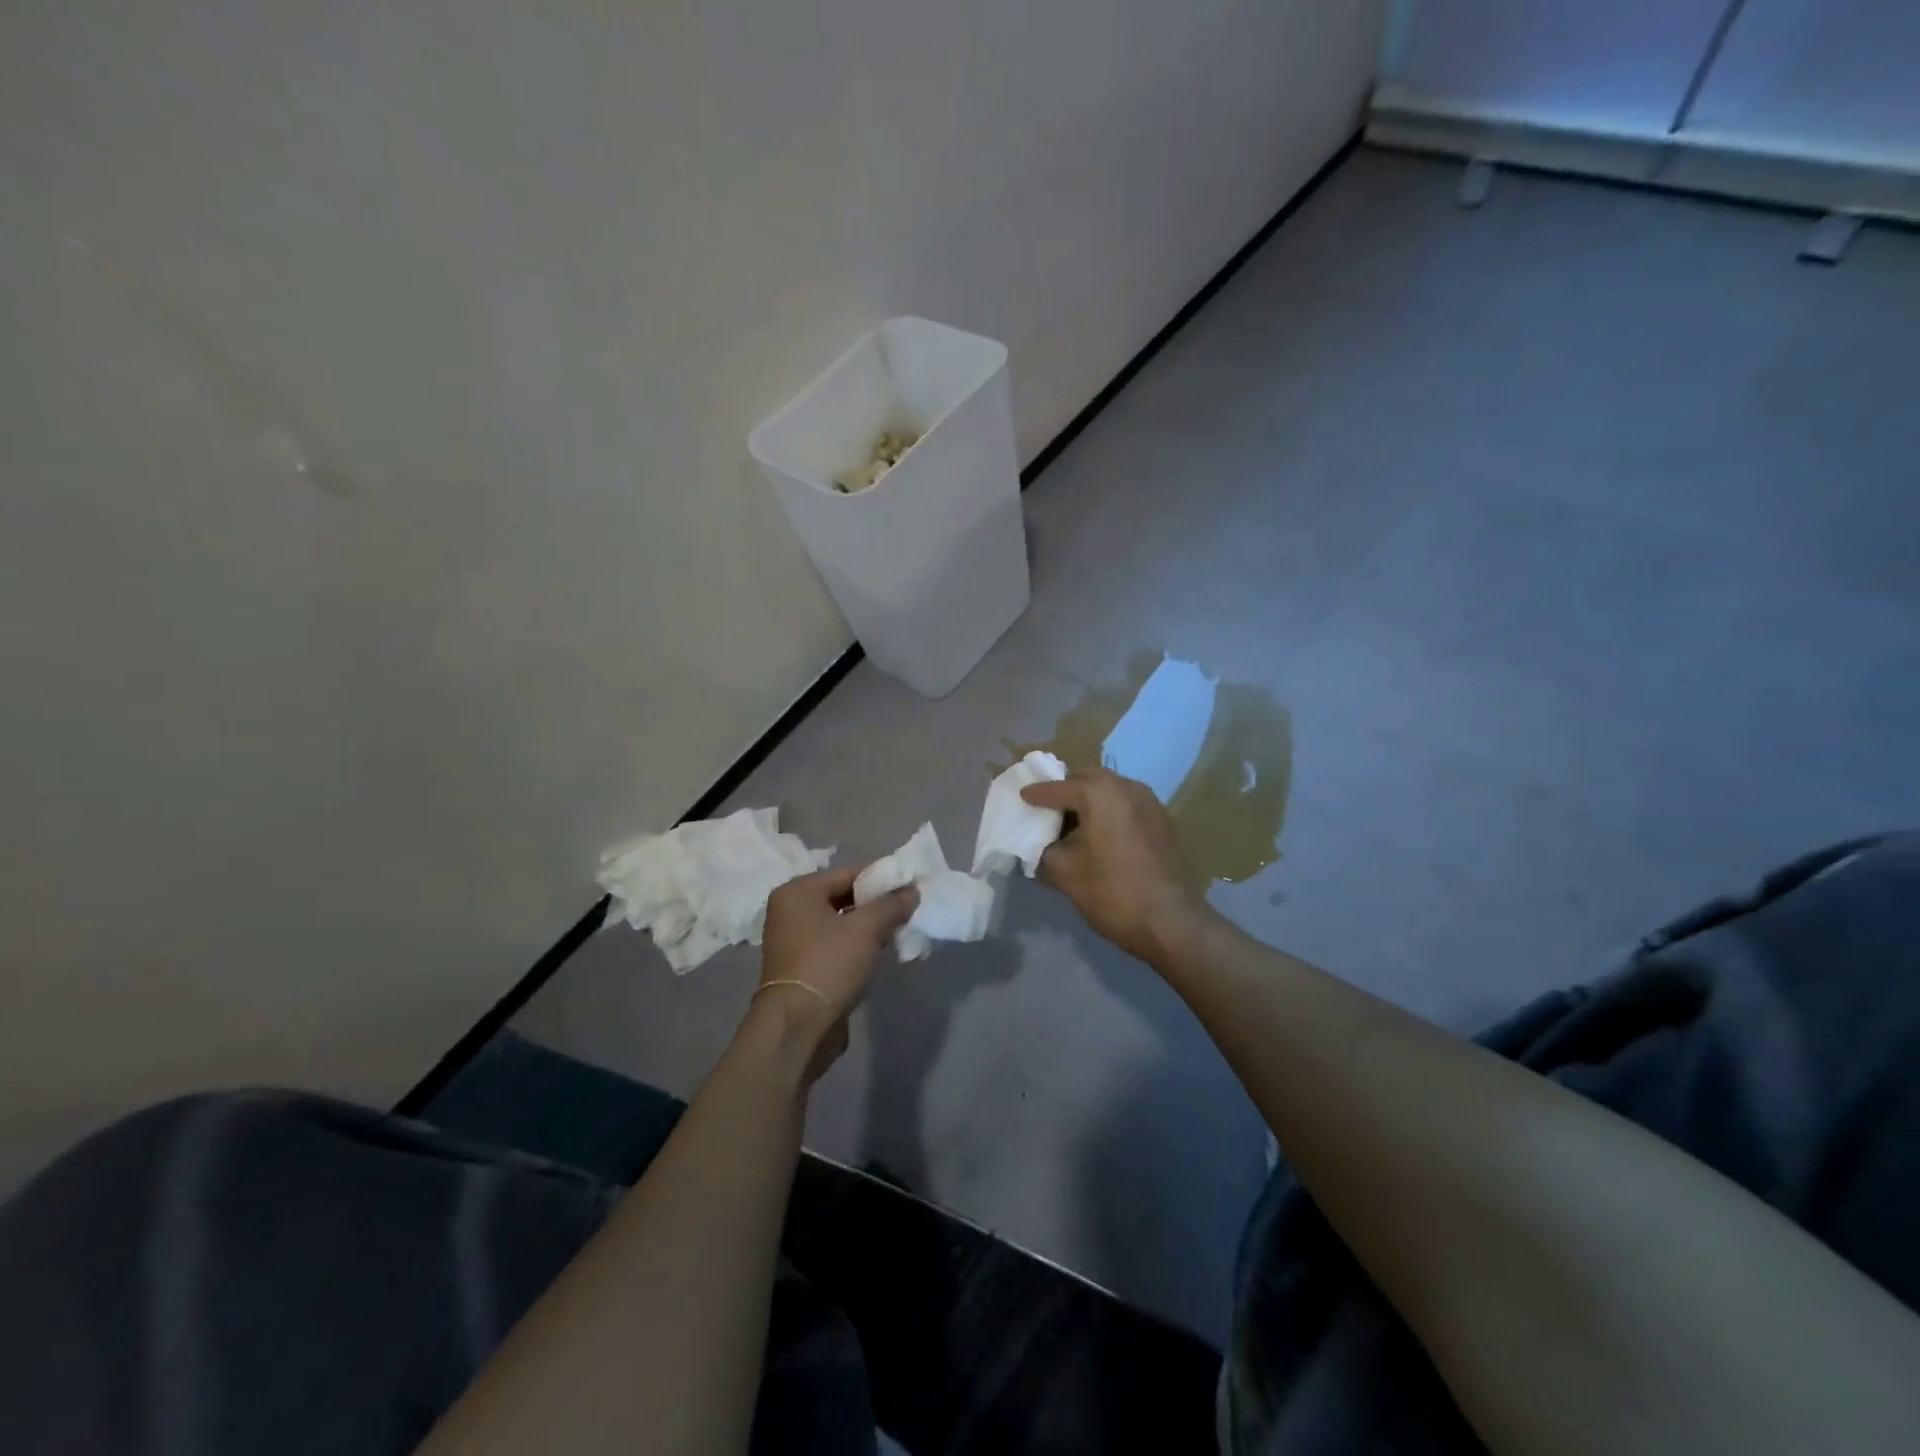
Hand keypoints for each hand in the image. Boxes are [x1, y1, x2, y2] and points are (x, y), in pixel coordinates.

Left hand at [750, 866, 917, 1081]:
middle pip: (843, 897)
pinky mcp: (801, 966)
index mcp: (798, 892)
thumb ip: (891, 904)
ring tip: (897, 931)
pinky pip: (834, 945)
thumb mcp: (867, 929)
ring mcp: (792, 940)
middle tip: (907, 910)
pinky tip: (878, 952)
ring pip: (840, 923)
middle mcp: (790, 911)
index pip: (848, 873)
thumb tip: (912, 890)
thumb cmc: (829, 964)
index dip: (881, 878)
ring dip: (868, 927)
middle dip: (875, 904)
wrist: (798, 1026)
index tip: (910, 886)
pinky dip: (855, 945)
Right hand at [1021, 768, 1213, 966]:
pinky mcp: (1163, 821)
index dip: (1037, 794)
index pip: (1059, 788)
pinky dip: (1110, 811)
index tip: (1022, 797)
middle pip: (1088, 778)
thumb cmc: (1111, 891)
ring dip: (1090, 800)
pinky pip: (1128, 805)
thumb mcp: (1064, 872)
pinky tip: (1101, 835)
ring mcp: (1150, 802)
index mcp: (1099, 792)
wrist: (1169, 921)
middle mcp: (1127, 786)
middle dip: (1067, 789)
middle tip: (1048, 808)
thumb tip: (1044, 843)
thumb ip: (1046, 848)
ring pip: (1111, 790)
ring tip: (1074, 823)